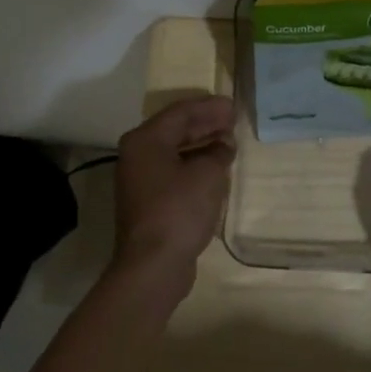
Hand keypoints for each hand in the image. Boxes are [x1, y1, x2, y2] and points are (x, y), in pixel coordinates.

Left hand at [111, 95, 237, 290]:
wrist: (153, 265)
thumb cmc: (179, 209)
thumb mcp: (207, 174)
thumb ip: (218, 152)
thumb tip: (224, 145)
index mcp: (145, 140)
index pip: (180, 112)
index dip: (209, 107)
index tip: (232, 106)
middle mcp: (137, 154)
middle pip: (175, 129)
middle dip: (205, 123)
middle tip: (232, 119)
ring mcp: (140, 179)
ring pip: (174, 151)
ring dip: (201, 144)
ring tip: (228, 141)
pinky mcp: (148, 201)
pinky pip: (174, 171)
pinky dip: (194, 164)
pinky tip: (215, 167)